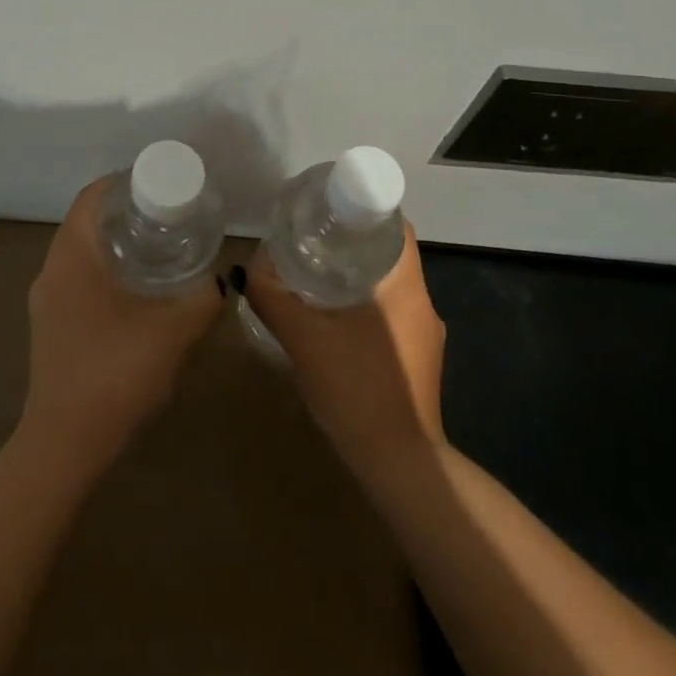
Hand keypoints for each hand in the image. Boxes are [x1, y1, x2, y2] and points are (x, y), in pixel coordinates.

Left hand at [18, 178, 223, 470]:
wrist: (65, 446)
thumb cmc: (114, 374)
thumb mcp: (173, 331)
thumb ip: (203, 299)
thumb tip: (224, 278)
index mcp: (72, 255)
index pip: (92, 196)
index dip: (124, 182)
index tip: (160, 185)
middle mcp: (52, 270)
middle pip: (87, 221)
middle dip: (126, 212)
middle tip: (168, 215)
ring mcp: (47, 301)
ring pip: (82, 253)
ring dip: (116, 244)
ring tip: (160, 248)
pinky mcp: (51, 327)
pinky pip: (78, 280)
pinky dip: (107, 271)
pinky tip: (139, 292)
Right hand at [242, 221, 447, 475]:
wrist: (400, 467)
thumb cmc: (358, 390)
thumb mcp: (304, 340)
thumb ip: (274, 299)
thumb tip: (249, 270)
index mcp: (405, 285)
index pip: (394, 224)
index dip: (363, 208)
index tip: (329, 208)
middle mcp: (422, 302)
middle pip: (389, 252)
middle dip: (352, 240)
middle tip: (313, 237)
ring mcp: (425, 334)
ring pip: (390, 284)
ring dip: (358, 274)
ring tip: (317, 271)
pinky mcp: (420, 360)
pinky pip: (392, 313)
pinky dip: (366, 303)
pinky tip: (335, 317)